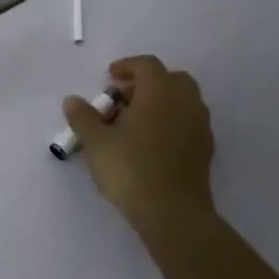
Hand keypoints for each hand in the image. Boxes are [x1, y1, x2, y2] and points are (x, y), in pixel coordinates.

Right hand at [63, 55, 215, 227]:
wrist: (173, 213)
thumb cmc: (130, 168)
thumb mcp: (96, 142)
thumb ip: (83, 117)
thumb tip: (72, 100)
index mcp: (160, 91)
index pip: (147, 65)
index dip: (127, 66)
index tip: (109, 76)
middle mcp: (185, 102)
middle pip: (170, 79)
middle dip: (146, 84)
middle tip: (123, 100)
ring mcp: (200, 126)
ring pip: (182, 102)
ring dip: (160, 104)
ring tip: (134, 124)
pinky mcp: (205, 150)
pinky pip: (188, 123)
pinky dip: (171, 123)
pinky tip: (151, 144)